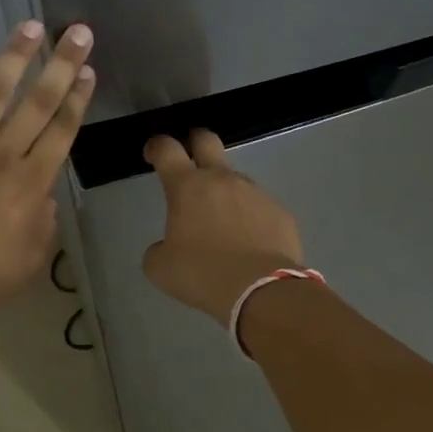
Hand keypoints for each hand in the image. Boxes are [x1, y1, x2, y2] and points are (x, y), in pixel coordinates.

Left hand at [0, 20, 94, 332]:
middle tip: (77, 32)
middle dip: (61, 64)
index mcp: (31, 185)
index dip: (77, 97)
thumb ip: (44, 219)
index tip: (88, 70)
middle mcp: (0, 156)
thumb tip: (41, 191)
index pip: (62, 130)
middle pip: (38, 102)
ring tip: (31, 27)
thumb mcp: (31, 260)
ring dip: (15, 56)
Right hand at [142, 129, 304, 325]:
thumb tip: (167, 246)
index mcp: (187, 187)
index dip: (157, 146)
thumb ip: (159, 249)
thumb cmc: (202, 274)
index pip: (167, 149)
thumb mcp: (161, 268)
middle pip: (208, 140)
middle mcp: (222, 180)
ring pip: (236, 180)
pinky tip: (249, 244)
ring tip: (222, 225)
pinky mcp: (280, 212)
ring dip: (225, 193)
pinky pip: (259, 207)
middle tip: (190, 158)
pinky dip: (250, 218)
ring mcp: (255, 193)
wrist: (262, 291)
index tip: (152, 153)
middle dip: (195, 142)